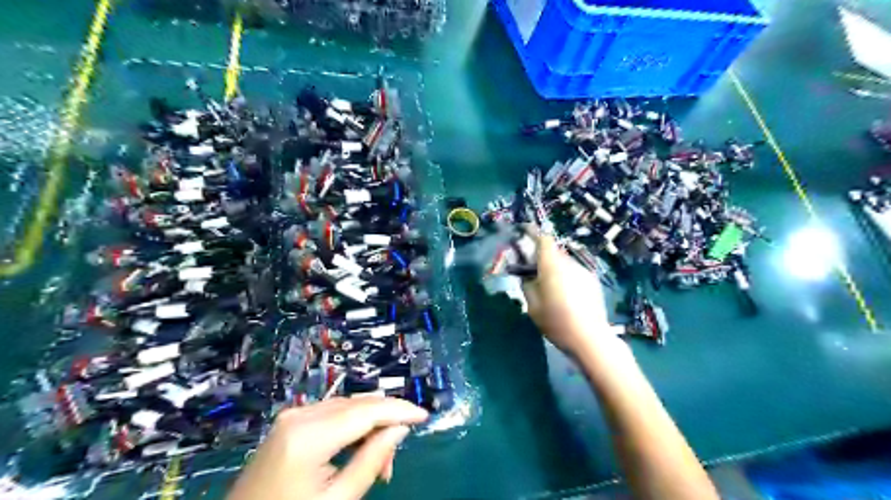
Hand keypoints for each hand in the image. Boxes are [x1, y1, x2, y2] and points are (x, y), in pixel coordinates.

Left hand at [227, 399, 426, 498]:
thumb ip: (371, 460)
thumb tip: (400, 429)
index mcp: (308, 436)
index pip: (366, 411)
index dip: (399, 410)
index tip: (425, 416)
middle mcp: (300, 414)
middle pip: (357, 404)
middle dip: (385, 421)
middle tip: (396, 457)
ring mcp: (292, 415)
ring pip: (347, 407)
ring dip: (369, 425)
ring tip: (379, 461)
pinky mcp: (289, 421)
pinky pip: (332, 413)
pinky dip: (352, 426)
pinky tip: (358, 448)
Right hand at [524, 234, 619, 354]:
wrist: (590, 338)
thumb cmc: (556, 321)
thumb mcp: (532, 306)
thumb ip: (527, 285)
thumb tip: (526, 275)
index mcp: (552, 265)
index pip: (543, 239)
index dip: (533, 233)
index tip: (524, 231)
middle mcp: (569, 263)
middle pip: (553, 252)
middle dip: (541, 256)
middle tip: (531, 269)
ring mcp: (584, 272)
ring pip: (564, 263)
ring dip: (554, 268)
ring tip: (549, 287)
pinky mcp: (593, 282)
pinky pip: (575, 273)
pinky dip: (566, 278)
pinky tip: (565, 296)